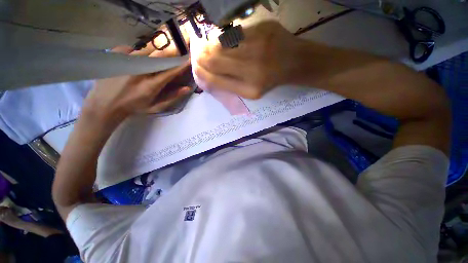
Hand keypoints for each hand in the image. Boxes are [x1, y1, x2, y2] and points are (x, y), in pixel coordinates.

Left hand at [83, 44, 190, 124]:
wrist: (105, 104)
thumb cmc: (134, 107)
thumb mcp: (156, 107)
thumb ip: (173, 97)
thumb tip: (187, 88)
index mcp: (151, 85)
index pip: (171, 72)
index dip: (182, 65)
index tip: (190, 60)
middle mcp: (140, 71)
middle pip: (160, 56)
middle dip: (172, 54)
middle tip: (176, 52)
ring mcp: (126, 60)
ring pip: (148, 50)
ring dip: (156, 54)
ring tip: (154, 59)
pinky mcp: (116, 54)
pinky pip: (133, 48)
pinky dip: (139, 53)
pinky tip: (136, 61)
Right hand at [194, 21, 305, 98]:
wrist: (295, 62)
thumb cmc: (271, 80)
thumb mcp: (251, 92)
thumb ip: (230, 85)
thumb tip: (207, 76)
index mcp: (250, 88)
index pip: (216, 79)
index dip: (202, 73)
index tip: (196, 69)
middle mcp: (253, 68)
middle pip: (214, 59)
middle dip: (201, 57)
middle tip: (198, 56)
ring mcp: (259, 45)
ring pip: (221, 43)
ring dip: (210, 46)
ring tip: (208, 48)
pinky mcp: (263, 28)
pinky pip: (234, 32)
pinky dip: (225, 38)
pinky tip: (226, 41)